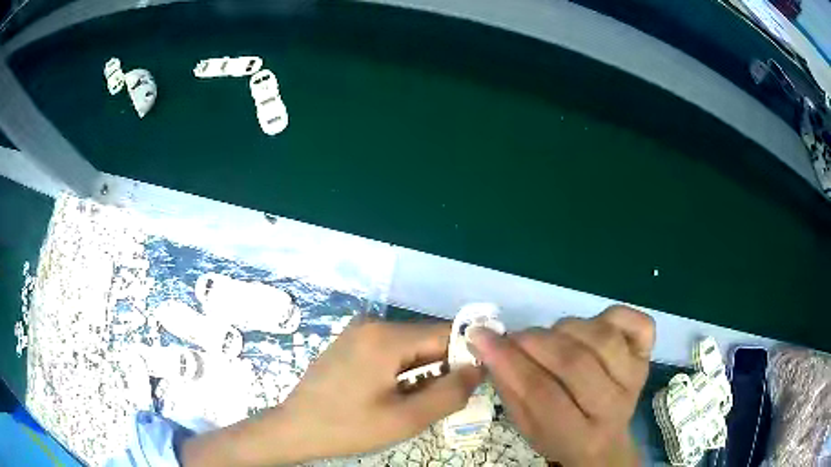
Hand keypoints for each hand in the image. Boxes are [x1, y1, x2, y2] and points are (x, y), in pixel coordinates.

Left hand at [182, 319, 482, 465]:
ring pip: (410, 348)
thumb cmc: (347, 427)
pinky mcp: (351, 343)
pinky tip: (395, 396)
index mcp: (385, 336)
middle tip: (443, 402)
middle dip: (443, 368)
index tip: (474, 384)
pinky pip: (391, 352)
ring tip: (415, 404)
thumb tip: (479, 368)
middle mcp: (372, 324)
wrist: (294, 428)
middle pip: (426, 340)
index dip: (467, 356)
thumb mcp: (406, 419)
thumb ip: (449, 393)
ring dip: (423, 373)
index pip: (445, 333)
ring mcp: (358, 332)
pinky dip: (404, 372)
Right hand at [469, 305, 654, 465]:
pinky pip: (638, 324)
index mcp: (580, 436)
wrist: (605, 442)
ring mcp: (636, 377)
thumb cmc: (559, 437)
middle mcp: (614, 406)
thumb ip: (510, 388)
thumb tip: (487, 344)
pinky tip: (593, 325)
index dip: (510, 362)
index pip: (544, 395)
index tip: (481, 337)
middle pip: (576, 364)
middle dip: (536, 343)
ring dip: (567, 329)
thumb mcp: (527, 427)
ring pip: (602, 338)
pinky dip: (614, 316)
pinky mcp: (647, 356)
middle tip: (515, 337)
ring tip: (550, 337)